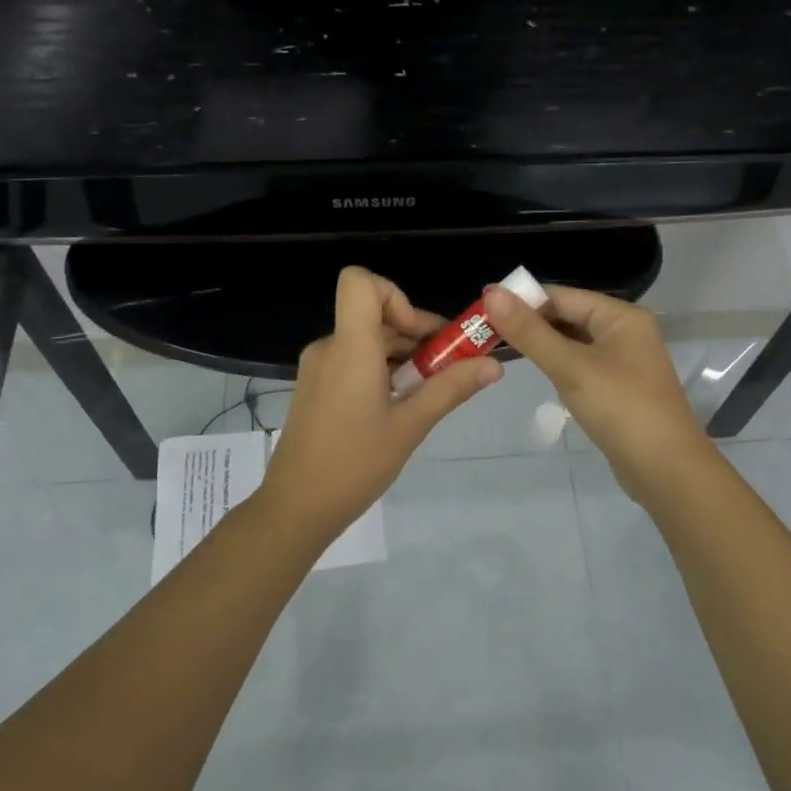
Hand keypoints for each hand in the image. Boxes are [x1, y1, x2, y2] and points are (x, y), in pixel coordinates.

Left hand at [259, 266, 501, 539]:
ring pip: (367, 341)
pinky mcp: (316, 387)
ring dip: (403, 357)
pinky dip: (382, 372)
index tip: (420, 336)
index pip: (359, 282)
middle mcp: (330, 348)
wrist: (295, 508)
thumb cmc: (354, 464)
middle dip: (417, 334)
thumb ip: (451, 389)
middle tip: (450, 369)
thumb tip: (494, 365)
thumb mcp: (410, 426)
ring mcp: (319, 368)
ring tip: (428, 395)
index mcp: (350, 348)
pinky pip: (354, 361)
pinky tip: (399, 408)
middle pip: (375, 314)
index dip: (395, 296)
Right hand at [482, 283, 712, 497]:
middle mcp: (625, 332)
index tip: (484, 310)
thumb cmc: (621, 409)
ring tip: (502, 351)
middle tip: (487, 333)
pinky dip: (559, 366)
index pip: (563, 296)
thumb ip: (530, 332)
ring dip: (543, 345)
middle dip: (531, 324)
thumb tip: (492, 293)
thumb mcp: (571, 367)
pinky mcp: (618, 389)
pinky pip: (582, 366)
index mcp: (621, 317)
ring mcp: (624, 362)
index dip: (524, 301)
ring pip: (574, 343)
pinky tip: (538, 375)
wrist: (666, 470)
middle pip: (569, 317)